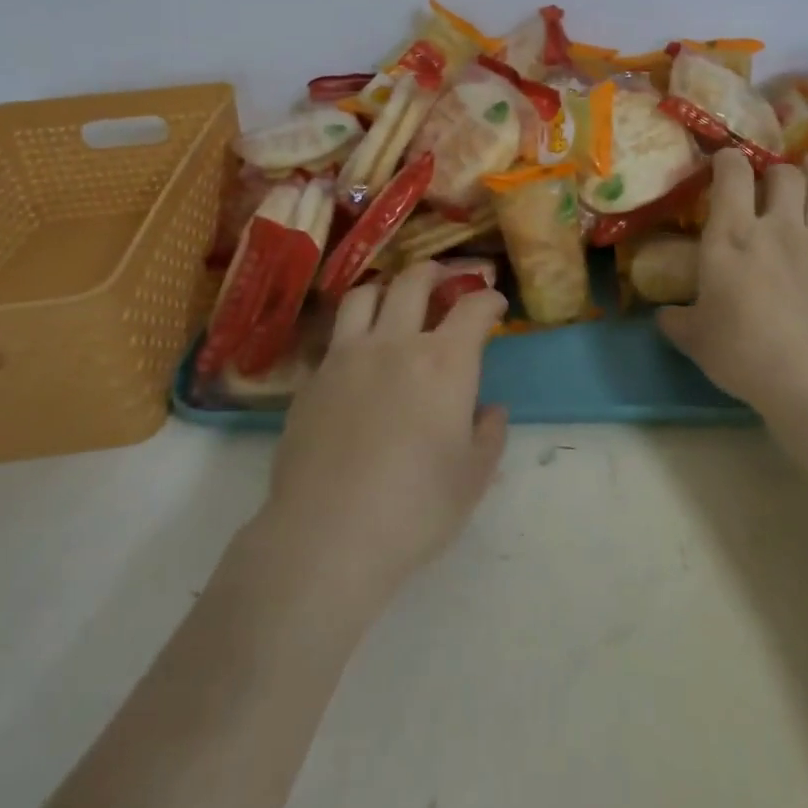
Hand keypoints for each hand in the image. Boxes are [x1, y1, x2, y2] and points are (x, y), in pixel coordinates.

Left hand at [261, 263, 509, 610]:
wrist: (326, 536)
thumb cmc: (415, 509)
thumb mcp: (473, 477)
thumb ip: (489, 434)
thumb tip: (490, 409)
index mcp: (444, 362)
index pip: (473, 308)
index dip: (489, 299)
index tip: (495, 304)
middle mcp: (395, 343)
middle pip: (414, 281)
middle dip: (437, 271)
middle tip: (446, 280)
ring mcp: (346, 356)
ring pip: (364, 295)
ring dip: (387, 289)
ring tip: (395, 300)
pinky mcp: (311, 379)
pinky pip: (334, 336)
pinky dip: (352, 331)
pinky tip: (358, 355)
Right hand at [657, 150, 807, 419]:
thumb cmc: (739, 349)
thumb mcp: (694, 337)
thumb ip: (676, 321)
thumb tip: (663, 316)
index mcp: (733, 234)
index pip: (732, 174)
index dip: (729, 159)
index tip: (725, 160)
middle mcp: (779, 227)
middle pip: (785, 176)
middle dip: (778, 169)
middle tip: (773, 175)